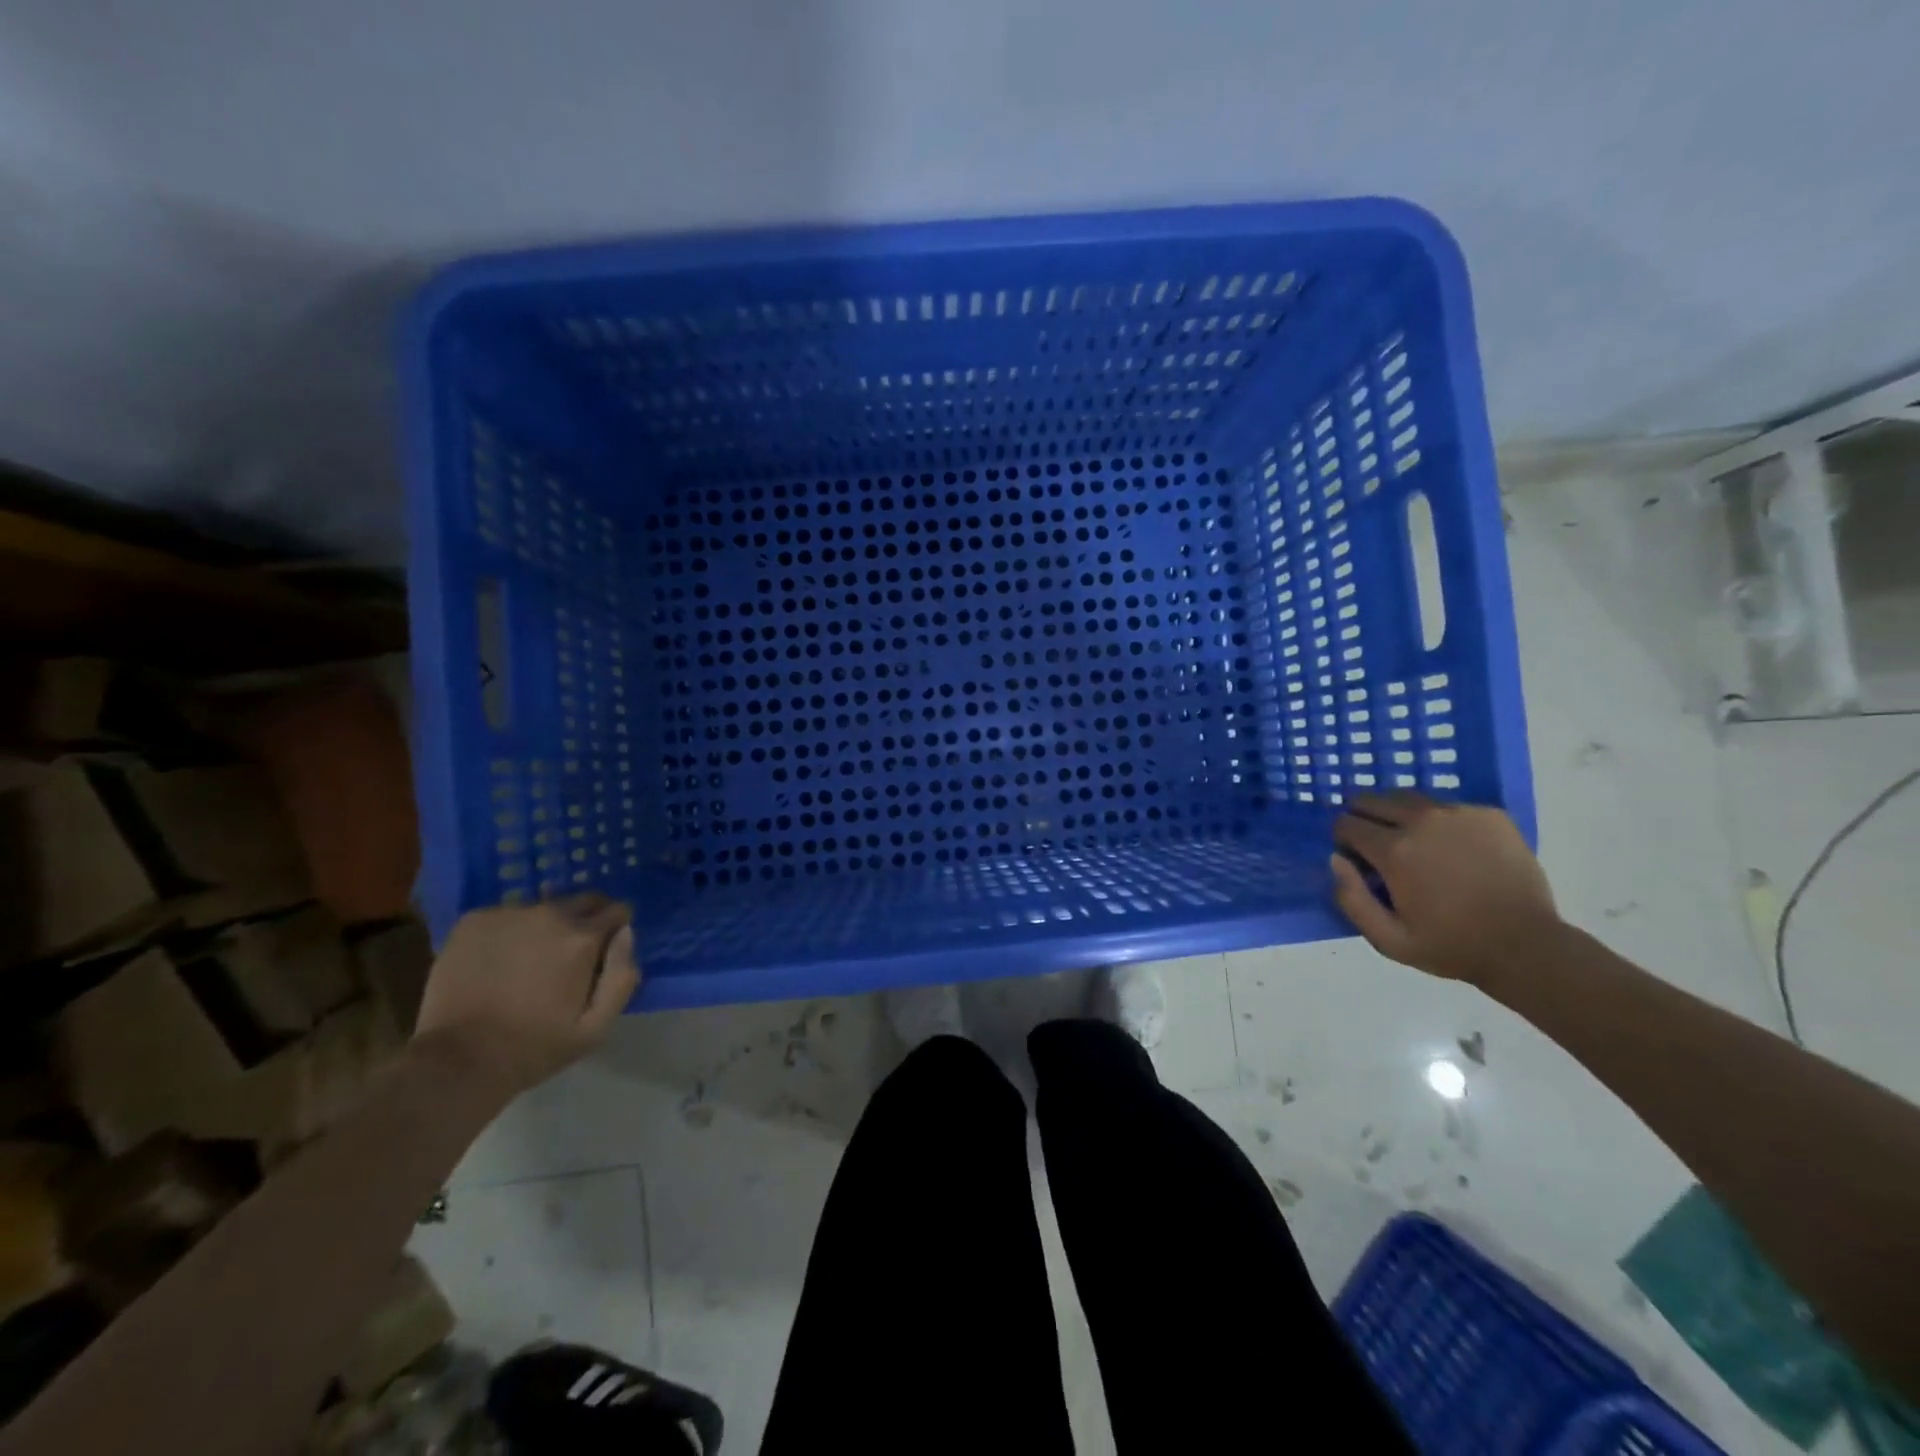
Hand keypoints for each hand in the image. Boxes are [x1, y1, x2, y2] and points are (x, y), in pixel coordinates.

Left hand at [412, 896, 639, 1098]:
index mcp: (582, 938)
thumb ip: (623, 975)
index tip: (606, 951)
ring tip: (530, 960)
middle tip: (571, 955)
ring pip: (543, 908)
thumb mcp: (597, 1026)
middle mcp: (549, 914)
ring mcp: (507, 914)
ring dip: (546, 926)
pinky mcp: (473, 920)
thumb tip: (626, 933)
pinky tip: (499, 960)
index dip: (616, 930)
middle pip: (583, 901)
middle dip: (586, 921)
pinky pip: (507, 915)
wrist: (457, 1061)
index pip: (618, 910)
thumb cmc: (535, 1047)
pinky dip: (511, 931)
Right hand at [1330, 793, 1560, 986]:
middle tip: (1377, 845)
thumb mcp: (1387, 939)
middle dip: (1365, 818)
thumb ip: (1351, 898)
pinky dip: (1438, 819)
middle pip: (1372, 800)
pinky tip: (1452, 846)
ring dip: (1399, 814)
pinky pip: (1448, 805)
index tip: (1357, 860)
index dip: (1344, 841)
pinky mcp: (1489, 814)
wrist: (1526, 946)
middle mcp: (1422, 820)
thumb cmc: (1451, 945)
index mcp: (1394, 849)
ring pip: (1409, 798)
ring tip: (1414, 842)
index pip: (1346, 823)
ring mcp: (1459, 813)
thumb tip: (1336, 859)